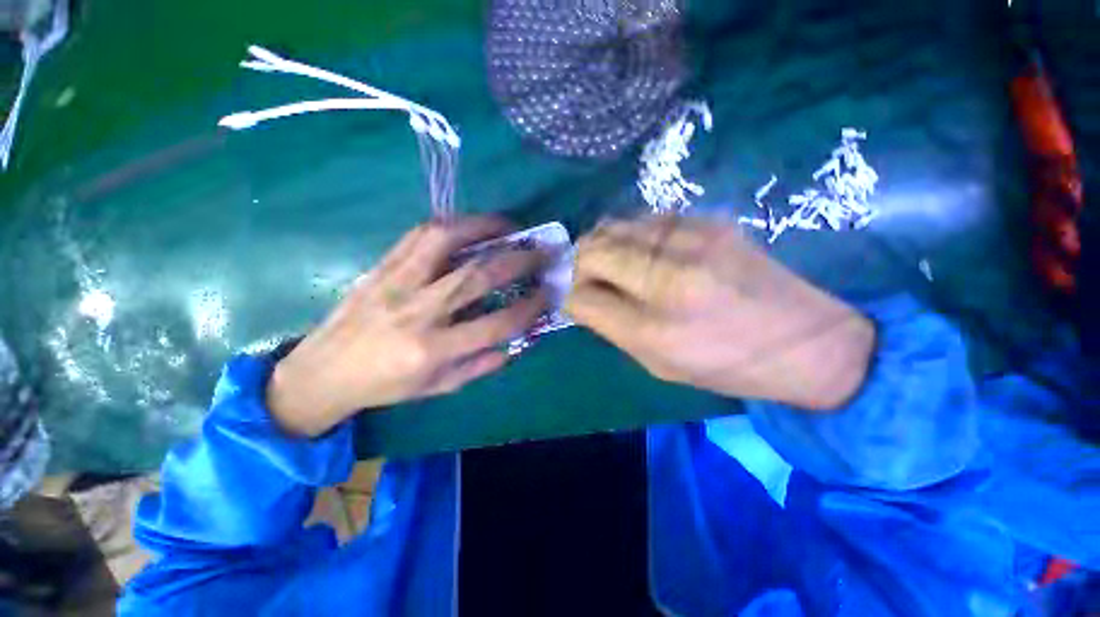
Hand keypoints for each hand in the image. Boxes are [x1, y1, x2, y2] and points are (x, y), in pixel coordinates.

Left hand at [267, 217, 547, 436]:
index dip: (529, 307)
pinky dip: (452, 225)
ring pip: (445, 240)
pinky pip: (419, 234)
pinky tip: (470, 226)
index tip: (547, 295)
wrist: (324, 370)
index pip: (496, 324)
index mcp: (432, 349)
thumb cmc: (385, 385)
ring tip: (509, 227)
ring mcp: (396, 282)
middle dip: (518, 260)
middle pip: (477, 275)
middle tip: (541, 252)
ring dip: (485, 227)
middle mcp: (417, 311)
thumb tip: (515, 343)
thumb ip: (481, 365)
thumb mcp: (438, 387)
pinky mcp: (382, 266)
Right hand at [566, 216, 874, 410]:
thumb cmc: (726, 365)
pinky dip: (631, 235)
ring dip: (602, 245)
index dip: (570, 294)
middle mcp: (670, 274)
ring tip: (609, 264)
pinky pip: (646, 219)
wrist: (809, 341)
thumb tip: (578, 296)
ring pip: (615, 226)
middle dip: (579, 264)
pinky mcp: (710, 221)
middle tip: (586, 278)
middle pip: (593, 249)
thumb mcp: (657, 362)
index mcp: (655, 325)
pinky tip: (640, 251)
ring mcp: (693, 238)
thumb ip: (610, 326)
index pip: (582, 295)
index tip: (573, 298)